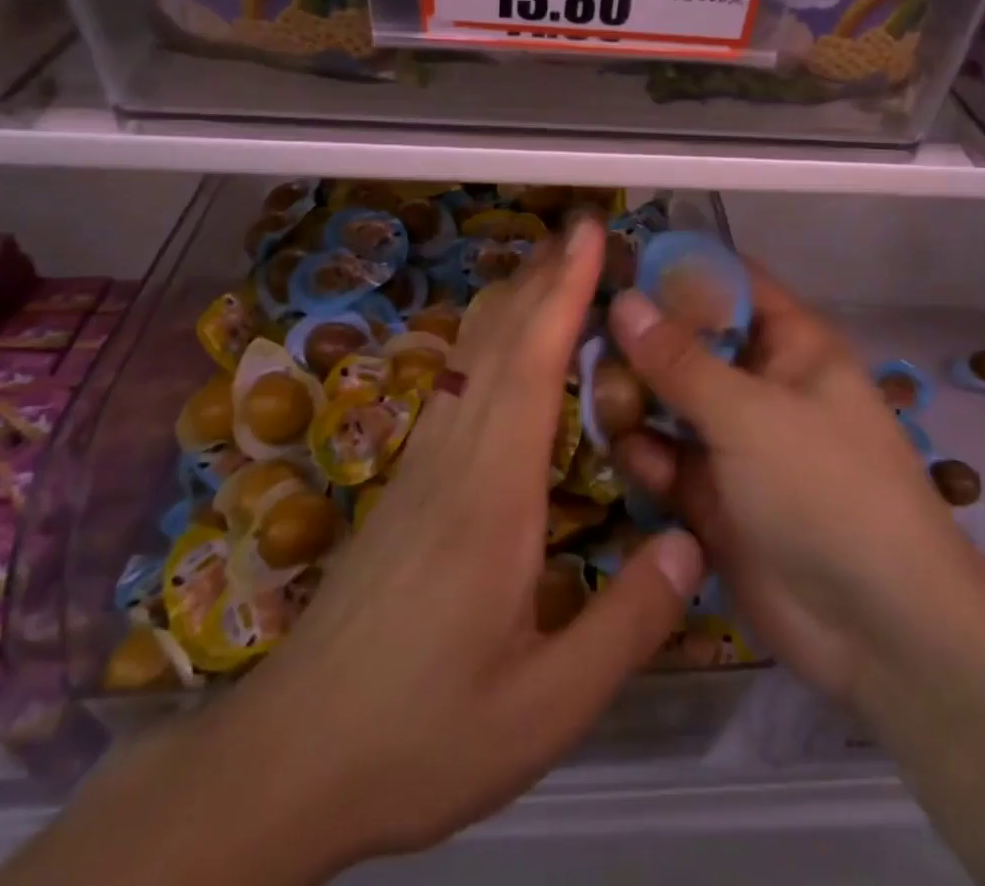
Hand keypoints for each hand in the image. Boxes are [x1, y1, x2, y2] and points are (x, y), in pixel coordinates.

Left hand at [209, 219, 702, 874]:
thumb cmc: (423, 733)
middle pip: (498, 341)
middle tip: (585, 229)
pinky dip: (492, 340)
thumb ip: (626, 624)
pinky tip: (507, 344)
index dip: (562, 292)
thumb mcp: (544, 706)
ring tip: (555, 264)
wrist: (291, 755)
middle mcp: (454, 458)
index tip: (589, 235)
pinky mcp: (408, 481)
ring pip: (472, 355)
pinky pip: (458, 385)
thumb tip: (693, 542)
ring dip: (515, 300)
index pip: (531, 366)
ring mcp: (423, 464)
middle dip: (543, 275)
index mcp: (492, 495)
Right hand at [609, 266, 974, 704]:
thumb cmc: (826, 490)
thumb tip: (623, 301)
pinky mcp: (713, 494)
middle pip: (688, 343)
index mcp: (791, 345)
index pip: (730, 283)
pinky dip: (646, 455)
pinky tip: (632, 459)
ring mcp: (735, 441)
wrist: (878, 630)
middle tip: (586, 341)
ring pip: (668, 401)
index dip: (676, 270)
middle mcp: (760, 384)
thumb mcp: (751, 415)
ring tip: (603, 404)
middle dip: (641, 343)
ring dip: (635, 401)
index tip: (612, 267)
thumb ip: (680, 360)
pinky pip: (666, 458)